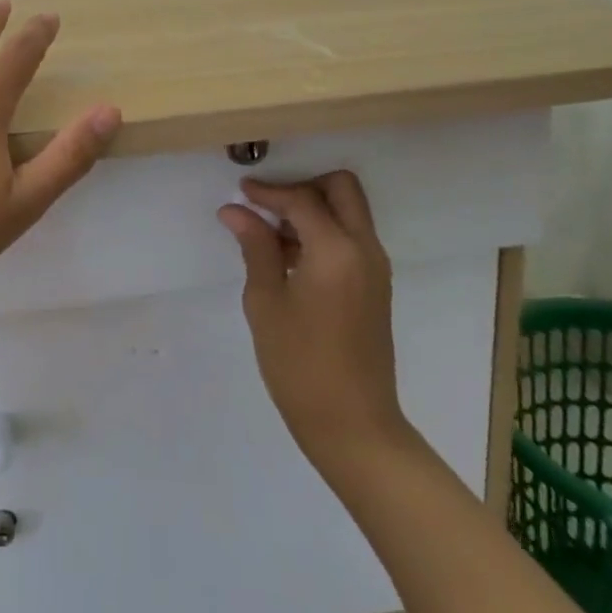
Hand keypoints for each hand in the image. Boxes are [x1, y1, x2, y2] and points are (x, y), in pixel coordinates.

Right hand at [219, 171, 413, 481]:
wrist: (353, 426)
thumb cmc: (300, 364)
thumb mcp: (266, 302)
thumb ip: (256, 247)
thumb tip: (235, 210)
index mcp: (336, 250)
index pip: (302, 199)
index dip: (268, 192)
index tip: (239, 193)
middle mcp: (364, 248)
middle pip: (341, 188)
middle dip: (303, 186)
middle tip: (267, 205)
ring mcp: (375, 267)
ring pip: (349, 211)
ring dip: (313, 209)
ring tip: (271, 233)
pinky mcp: (375, 285)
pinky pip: (351, 237)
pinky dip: (324, 230)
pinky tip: (290, 256)